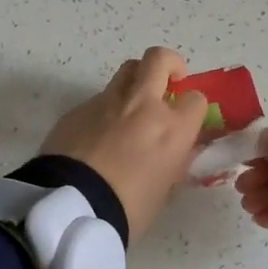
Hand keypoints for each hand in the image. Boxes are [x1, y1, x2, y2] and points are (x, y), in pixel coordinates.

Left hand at [41, 47, 211, 242]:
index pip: (196, 99)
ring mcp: (107, 102)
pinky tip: (97, 136)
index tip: (188, 118)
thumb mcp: (163, 191)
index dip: (193, 108)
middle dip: (169, 64)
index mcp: (172, 128)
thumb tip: (175, 154)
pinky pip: (99, 99)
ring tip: (132, 106)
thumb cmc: (127, 209)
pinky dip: (106, 110)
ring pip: (127, 71)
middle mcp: (142, 105)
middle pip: (159, 60)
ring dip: (136, 81)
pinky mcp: (78, 109)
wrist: (70, 207)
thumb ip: (173, 163)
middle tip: (169, 81)